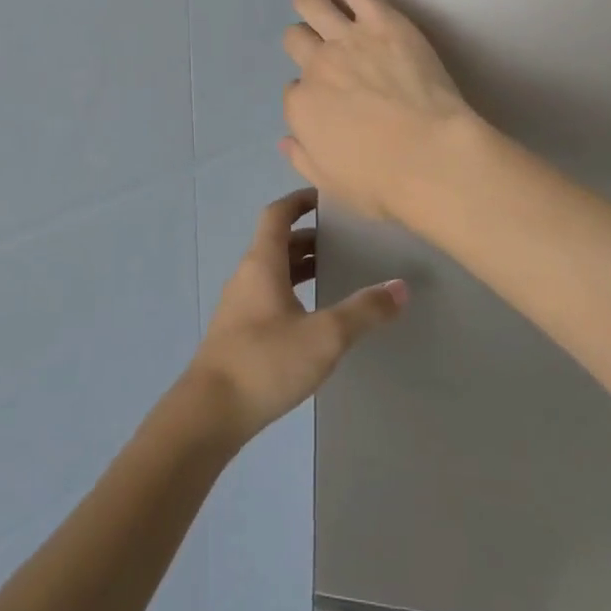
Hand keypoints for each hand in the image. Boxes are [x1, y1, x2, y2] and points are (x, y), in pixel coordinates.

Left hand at [184, 189, 406, 446]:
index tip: (326, 197)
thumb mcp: (324, 336)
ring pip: (273, 271)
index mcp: (262, 263)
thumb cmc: (265, 362)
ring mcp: (239, 305)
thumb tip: (401, 287)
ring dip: (301, 265)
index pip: (277, 214)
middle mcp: (247, 276)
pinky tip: (314, 316)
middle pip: (277, 242)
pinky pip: (269, 295)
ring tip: (336, 272)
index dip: (299, 200)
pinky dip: (292, 291)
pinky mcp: (238, 332)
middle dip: (309, 236)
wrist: (209, 414)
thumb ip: (363, 311)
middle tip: (345, 239)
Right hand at [282, 0, 480, 222]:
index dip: (312, 95)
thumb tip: (284, 140)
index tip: (332, 103)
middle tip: (323, 49)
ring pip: (311, 4)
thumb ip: (303, 157)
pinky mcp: (380, 18)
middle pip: (298, 41)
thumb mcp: (333, 183)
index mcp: (302, 109)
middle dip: (305, 43)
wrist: (433, 159)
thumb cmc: (387, 182)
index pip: (294, 91)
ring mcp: (346, 38)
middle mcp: (315, 67)